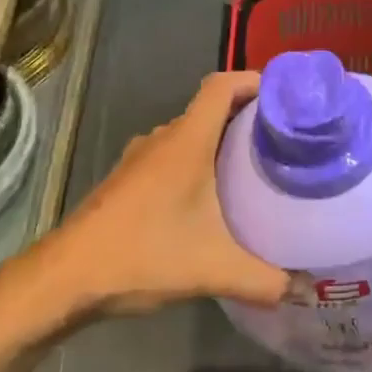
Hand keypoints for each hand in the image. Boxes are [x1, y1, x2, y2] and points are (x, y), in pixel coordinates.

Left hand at [55, 72, 289, 314]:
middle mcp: (163, 138)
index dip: (253, 80)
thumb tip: (306, 290)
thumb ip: (264, 280)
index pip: (222, 86)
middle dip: (246, 116)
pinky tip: (209, 198)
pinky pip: (171, 155)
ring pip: (189, 134)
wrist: (65, 278)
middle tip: (282, 139)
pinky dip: (196, 161)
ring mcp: (140, 158)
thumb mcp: (213, 270)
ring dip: (219, 141)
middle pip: (210, 108)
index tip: (285, 95)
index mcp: (187, 141)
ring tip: (253, 166)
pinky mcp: (127, 179)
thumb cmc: (142, 255)